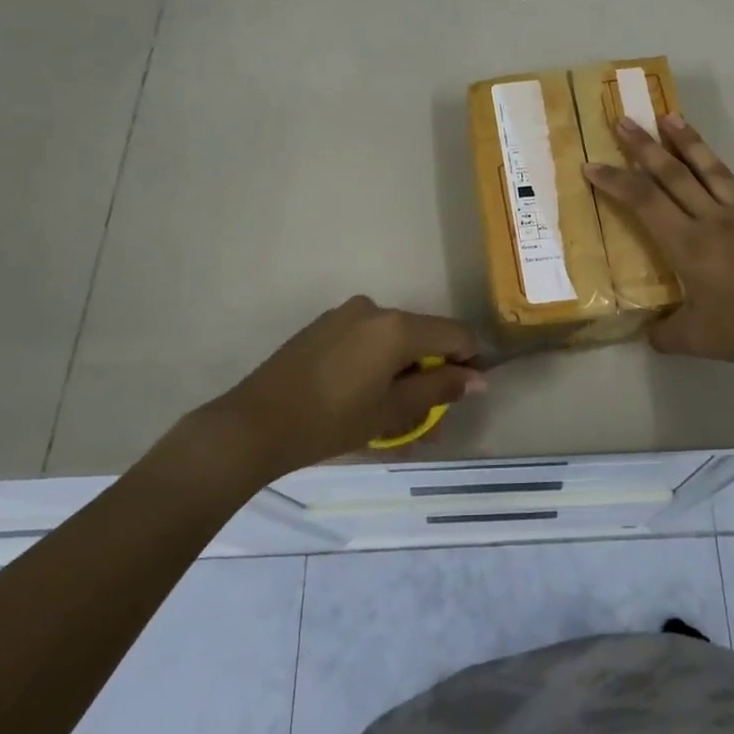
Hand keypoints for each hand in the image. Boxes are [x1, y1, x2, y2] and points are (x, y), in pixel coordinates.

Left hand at [204, 298, 485, 476]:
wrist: (254, 424)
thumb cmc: (331, 421)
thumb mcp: (392, 411)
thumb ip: (439, 389)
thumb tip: (479, 379)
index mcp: (397, 326)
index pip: (455, 334)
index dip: (469, 362)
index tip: (463, 395)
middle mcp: (375, 309)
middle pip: (423, 336)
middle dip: (432, 374)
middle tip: (426, 419)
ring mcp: (345, 315)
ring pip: (392, 341)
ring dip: (402, 373)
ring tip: (391, 417)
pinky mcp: (323, 327)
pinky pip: (366, 341)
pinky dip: (376, 365)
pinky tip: (363, 399)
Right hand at [584, 115, 733, 376]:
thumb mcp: (696, 341)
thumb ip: (664, 333)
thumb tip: (649, 331)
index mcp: (689, 246)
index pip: (644, 202)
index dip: (615, 181)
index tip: (591, 165)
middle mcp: (710, 220)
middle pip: (671, 173)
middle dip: (642, 146)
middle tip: (622, 121)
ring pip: (704, 167)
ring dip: (683, 139)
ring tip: (666, 116)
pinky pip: (727, 179)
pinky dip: (710, 161)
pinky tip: (704, 157)